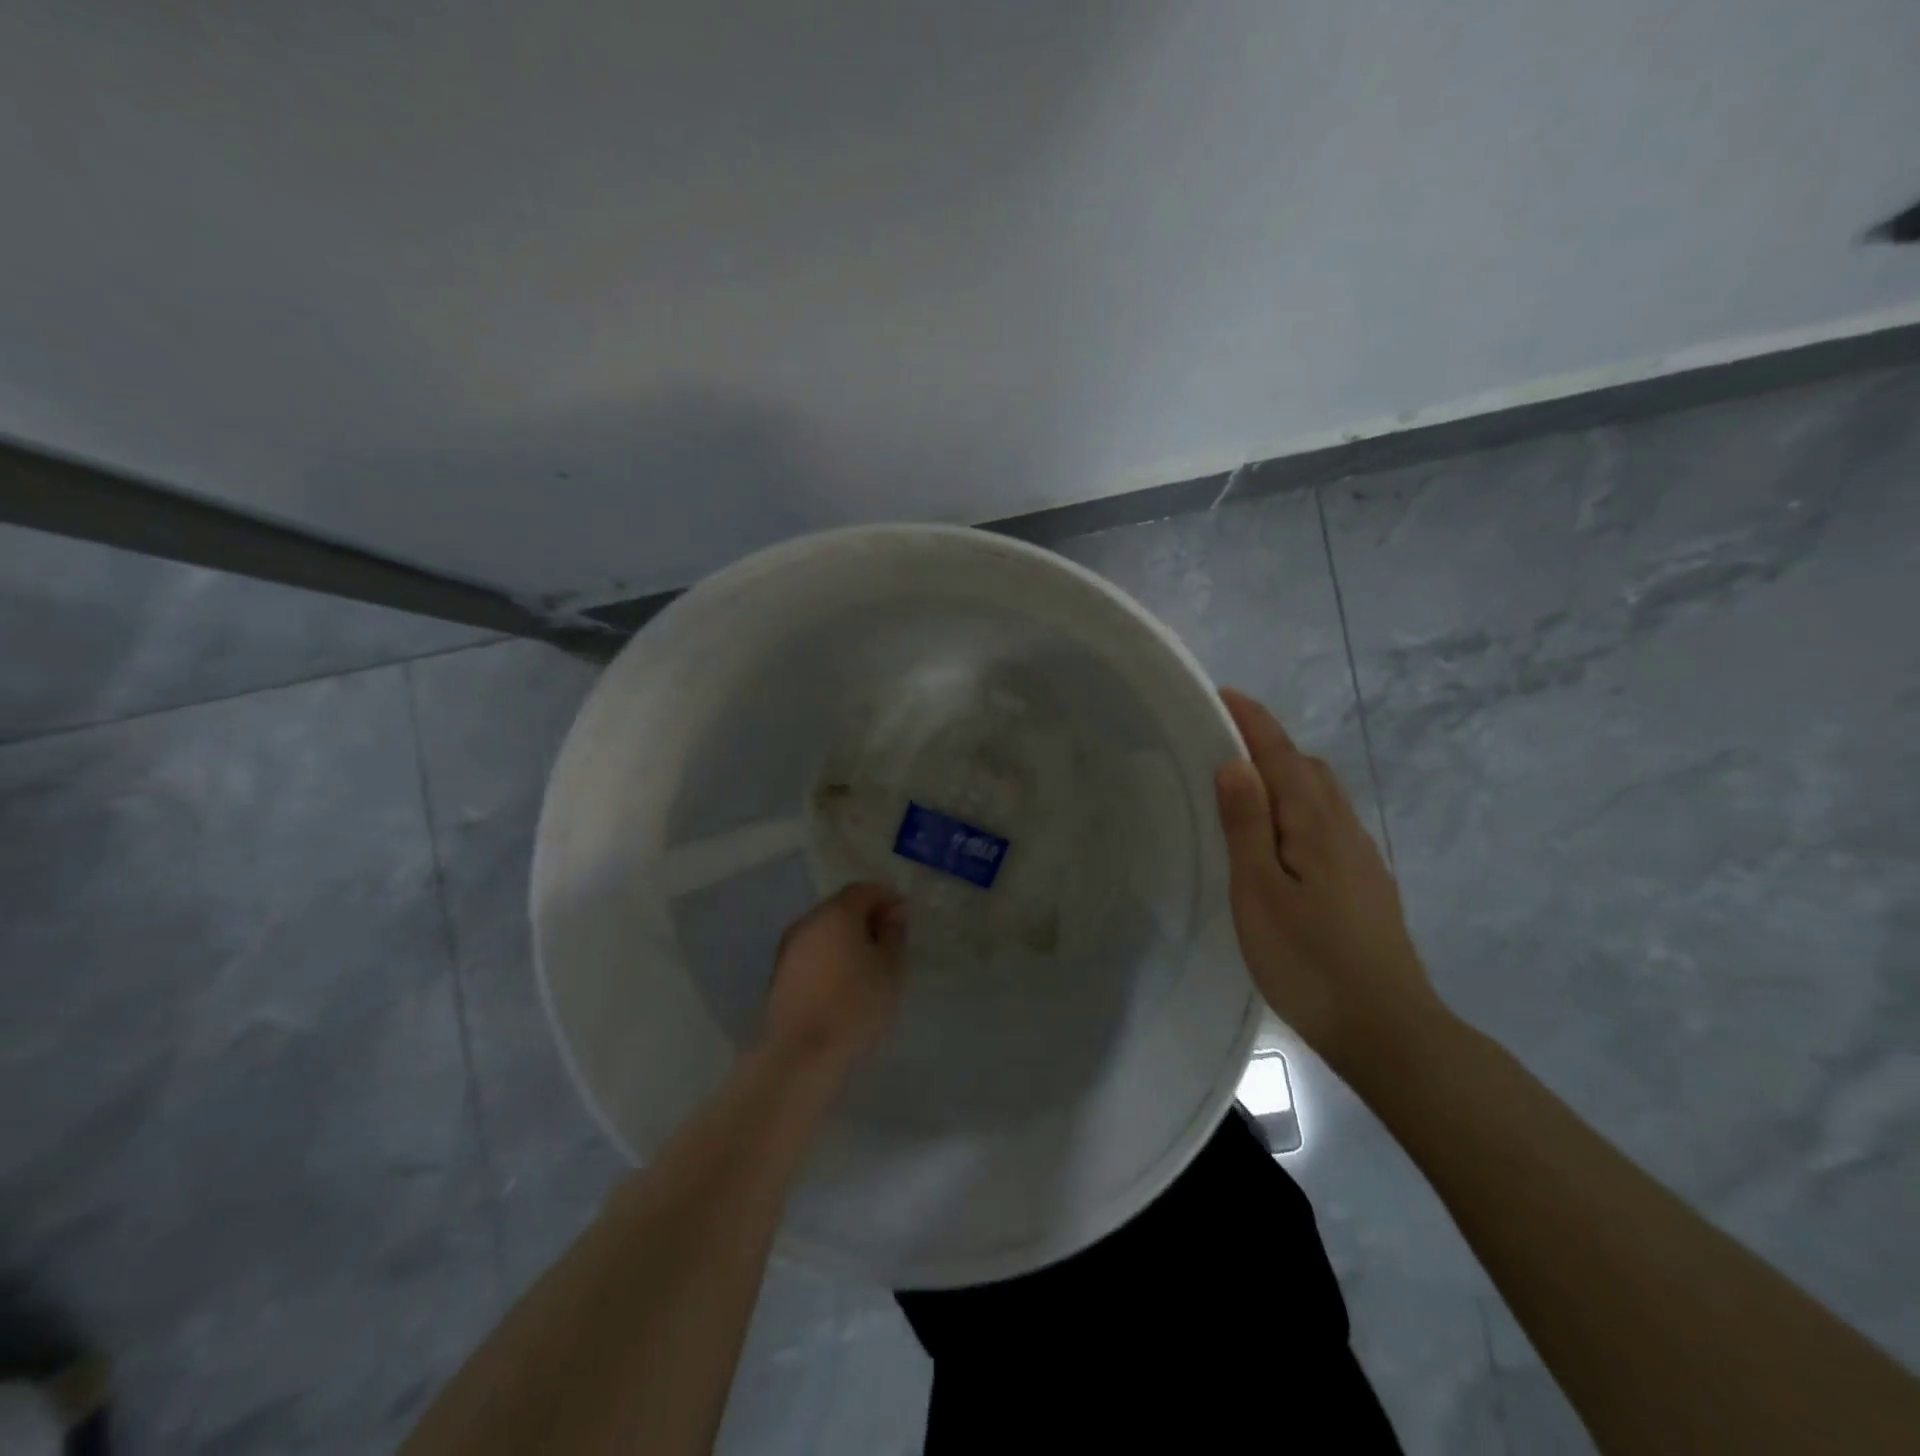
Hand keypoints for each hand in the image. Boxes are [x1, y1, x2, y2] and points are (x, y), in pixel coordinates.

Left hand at [762, 883, 908, 1071]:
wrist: (802, 1052)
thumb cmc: (856, 1005)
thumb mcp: (890, 968)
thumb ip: (894, 934)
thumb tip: (893, 912)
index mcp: (836, 913)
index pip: (864, 889)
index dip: (886, 897)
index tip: (903, 918)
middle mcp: (808, 921)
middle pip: (841, 906)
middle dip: (866, 916)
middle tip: (888, 940)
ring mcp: (789, 946)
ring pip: (824, 929)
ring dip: (846, 936)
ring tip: (867, 962)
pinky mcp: (780, 971)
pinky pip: (812, 949)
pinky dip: (830, 954)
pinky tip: (843, 978)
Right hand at [1213, 688, 1444, 1075]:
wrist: (1388, 1029)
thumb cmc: (1308, 960)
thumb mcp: (1260, 892)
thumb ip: (1248, 825)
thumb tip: (1237, 763)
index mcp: (1315, 825)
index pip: (1282, 756)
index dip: (1254, 723)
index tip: (1225, 694)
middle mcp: (1345, 831)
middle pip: (1309, 770)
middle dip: (1271, 745)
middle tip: (1226, 744)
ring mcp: (1362, 860)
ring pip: (1324, 798)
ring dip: (1288, 777)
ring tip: (1248, 788)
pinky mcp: (1367, 886)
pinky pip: (1330, 825)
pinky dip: (1301, 809)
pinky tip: (1284, 840)